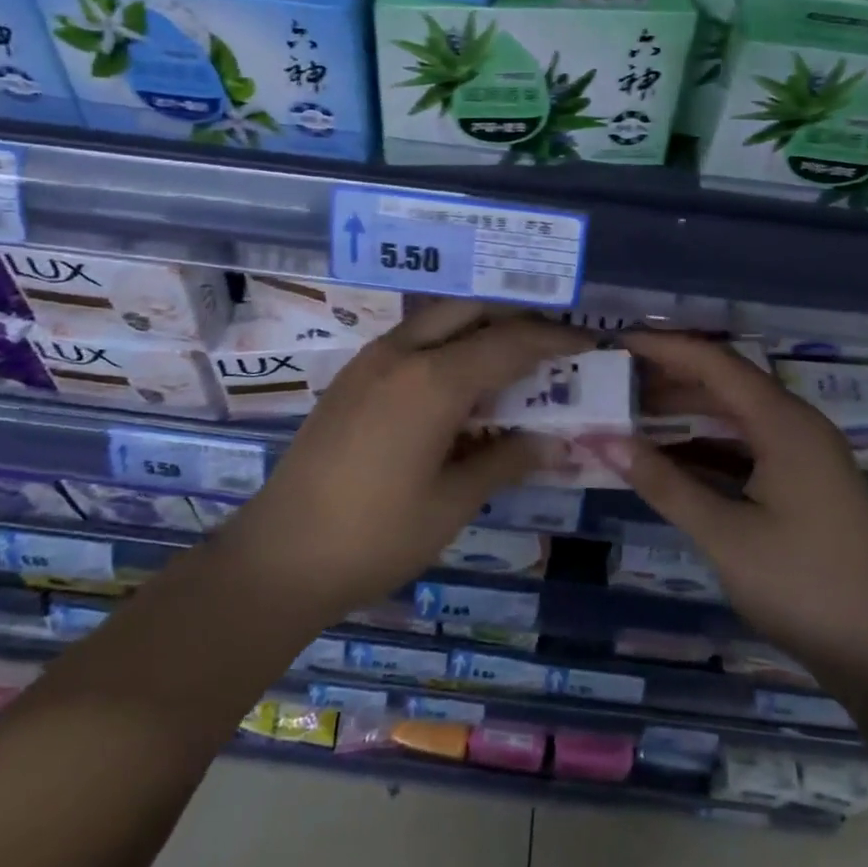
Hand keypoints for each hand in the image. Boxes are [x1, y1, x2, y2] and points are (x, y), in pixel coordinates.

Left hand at [215, 301, 592, 625]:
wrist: (279, 556)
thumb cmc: (375, 537)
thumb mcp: (452, 503)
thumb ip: (506, 461)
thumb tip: (554, 441)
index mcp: (432, 381)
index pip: (510, 343)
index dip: (554, 341)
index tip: (588, 342)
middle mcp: (401, 354)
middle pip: (471, 310)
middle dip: (516, 318)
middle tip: (551, 344)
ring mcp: (370, 361)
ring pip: (437, 319)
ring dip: (478, 327)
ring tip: (511, 359)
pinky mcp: (352, 378)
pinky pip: (411, 341)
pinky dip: (446, 345)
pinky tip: (459, 383)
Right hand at [588, 331, 867, 671]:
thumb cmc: (804, 586)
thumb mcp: (724, 534)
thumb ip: (663, 483)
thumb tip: (603, 440)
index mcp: (784, 423)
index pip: (714, 362)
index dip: (663, 347)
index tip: (615, 343)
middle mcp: (797, 426)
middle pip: (725, 383)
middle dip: (668, 378)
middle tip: (612, 381)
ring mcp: (804, 455)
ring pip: (735, 415)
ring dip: (686, 413)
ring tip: (630, 414)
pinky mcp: (805, 483)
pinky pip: (747, 445)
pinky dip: (707, 445)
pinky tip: (671, 458)